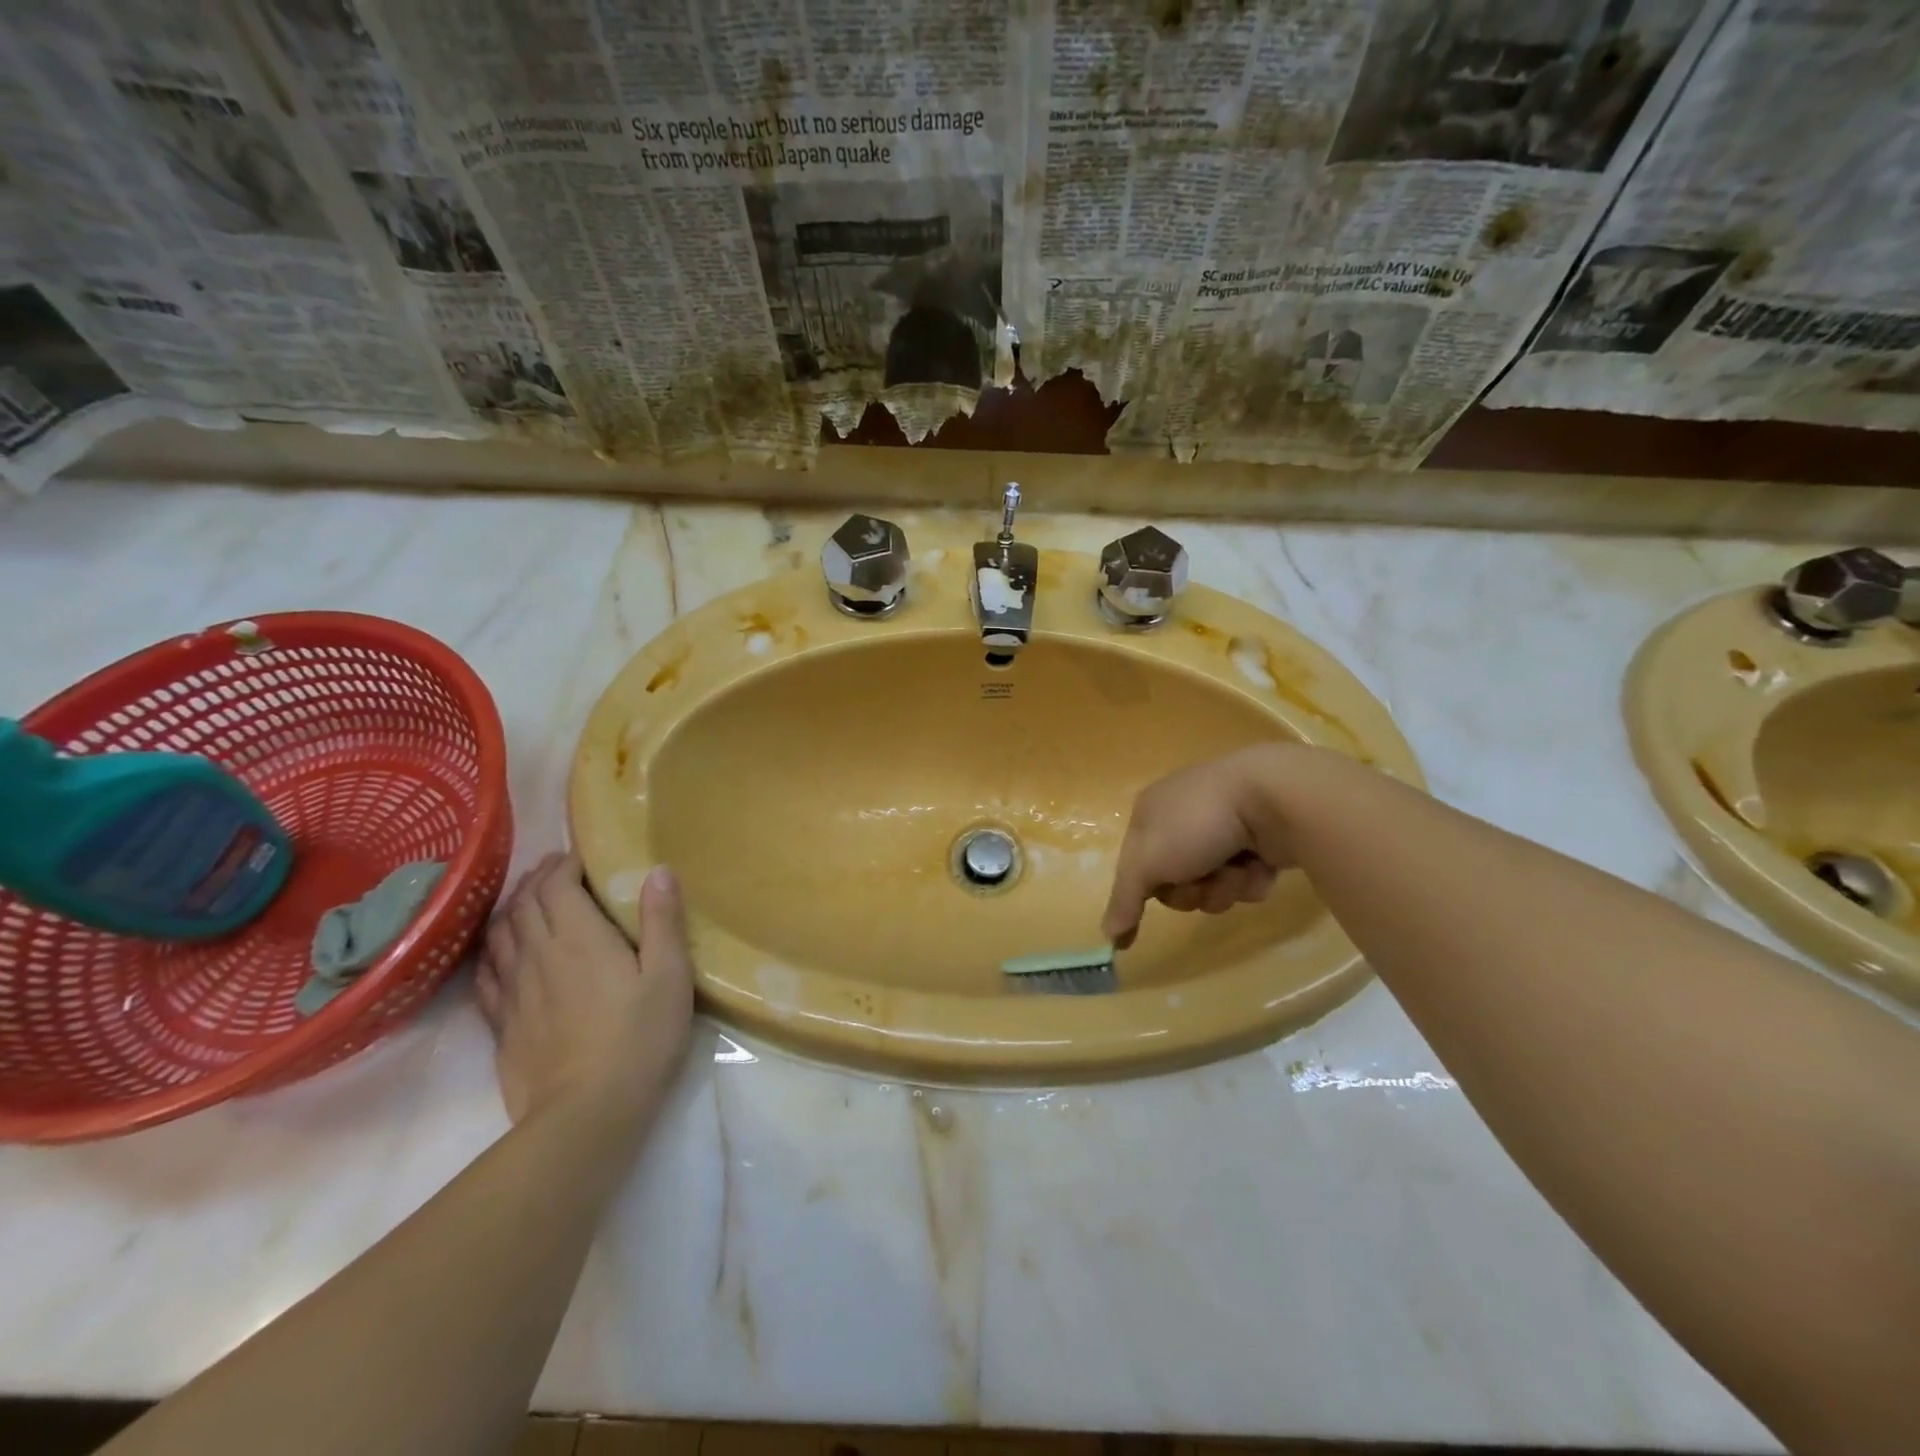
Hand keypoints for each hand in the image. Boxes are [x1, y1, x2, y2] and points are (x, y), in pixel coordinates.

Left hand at [475, 853, 692, 1132]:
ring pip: (500, 933)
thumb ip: (663, 920)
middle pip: (524, 903)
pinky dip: (492, 949)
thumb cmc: (639, 1037)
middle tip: (558, 870)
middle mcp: (537, 954)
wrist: (586, 1113)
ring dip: (512, 907)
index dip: (564, 864)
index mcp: (578, 937)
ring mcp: (513, 990)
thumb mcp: (670, 975)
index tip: (580, 856)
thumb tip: (658, 871)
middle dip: (539, 878)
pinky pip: (486, 972)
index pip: (556, 884)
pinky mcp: (502, 1023)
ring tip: (528, 900)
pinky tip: (501, 951)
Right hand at [1102, 745, 1293, 948]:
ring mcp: (1225, 827)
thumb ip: (1124, 899)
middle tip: (1202, 880)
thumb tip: (1108, 935)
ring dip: (1224, 887)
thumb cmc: (1198, 823)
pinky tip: (1261, 864)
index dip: (1142, 890)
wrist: (1273, 796)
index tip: (1141, 924)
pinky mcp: (1261, 839)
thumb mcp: (1147, 861)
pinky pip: (1247, 877)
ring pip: (1214, 883)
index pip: (1136, 864)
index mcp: (1151, 812)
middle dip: (1192, 890)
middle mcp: (1184, 817)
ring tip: (1238, 869)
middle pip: (1177, 880)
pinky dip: (1252, 879)